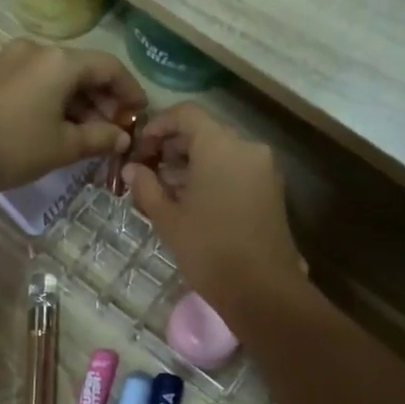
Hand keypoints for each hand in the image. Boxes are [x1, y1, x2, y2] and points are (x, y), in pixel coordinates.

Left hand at [0, 38, 146, 197]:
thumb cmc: (14, 147)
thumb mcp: (64, 147)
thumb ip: (100, 138)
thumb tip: (122, 138)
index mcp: (59, 61)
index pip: (109, 67)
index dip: (130, 90)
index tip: (140, 114)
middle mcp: (37, 51)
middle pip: (84, 70)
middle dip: (105, 100)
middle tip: (117, 130)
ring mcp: (13, 60)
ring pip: (60, 77)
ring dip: (81, 103)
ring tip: (92, 135)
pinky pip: (39, 82)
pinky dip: (58, 101)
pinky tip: (63, 128)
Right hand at [122, 104, 302, 318]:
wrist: (262, 289)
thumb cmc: (208, 249)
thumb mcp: (168, 218)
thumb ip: (146, 187)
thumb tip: (133, 170)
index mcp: (220, 145)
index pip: (186, 114)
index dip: (158, 125)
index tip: (140, 148)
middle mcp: (247, 147)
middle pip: (205, 132)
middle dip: (174, 147)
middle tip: (148, 172)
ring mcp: (264, 169)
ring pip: (221, 151)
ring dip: (192, 163)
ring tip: (166, 191)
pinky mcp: (272, 190)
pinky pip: (237, 169)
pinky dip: (213, 175)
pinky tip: (193, 202)